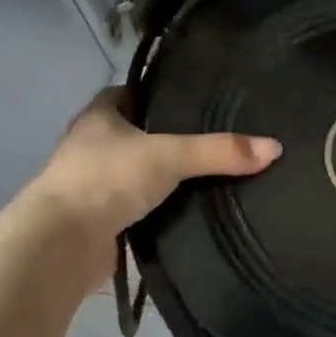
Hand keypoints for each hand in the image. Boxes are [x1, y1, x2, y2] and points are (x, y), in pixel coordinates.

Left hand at [26, 90, 281, 271]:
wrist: (60, 243)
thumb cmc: (107, 179)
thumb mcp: (169, 156)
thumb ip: (219, 152)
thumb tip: (275, 148)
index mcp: (99, 116)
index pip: (128, 92)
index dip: (155, 93)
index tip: (191, 98)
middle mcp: (91, 146)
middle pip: (133, 134)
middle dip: (165, 137)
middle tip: (212, 138)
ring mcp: (92, 185)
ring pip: (134, 173)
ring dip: (160, 177)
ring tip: (208, 175)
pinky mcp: (99, 221)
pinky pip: (135, 208)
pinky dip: (156, 210)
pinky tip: (187, 211)